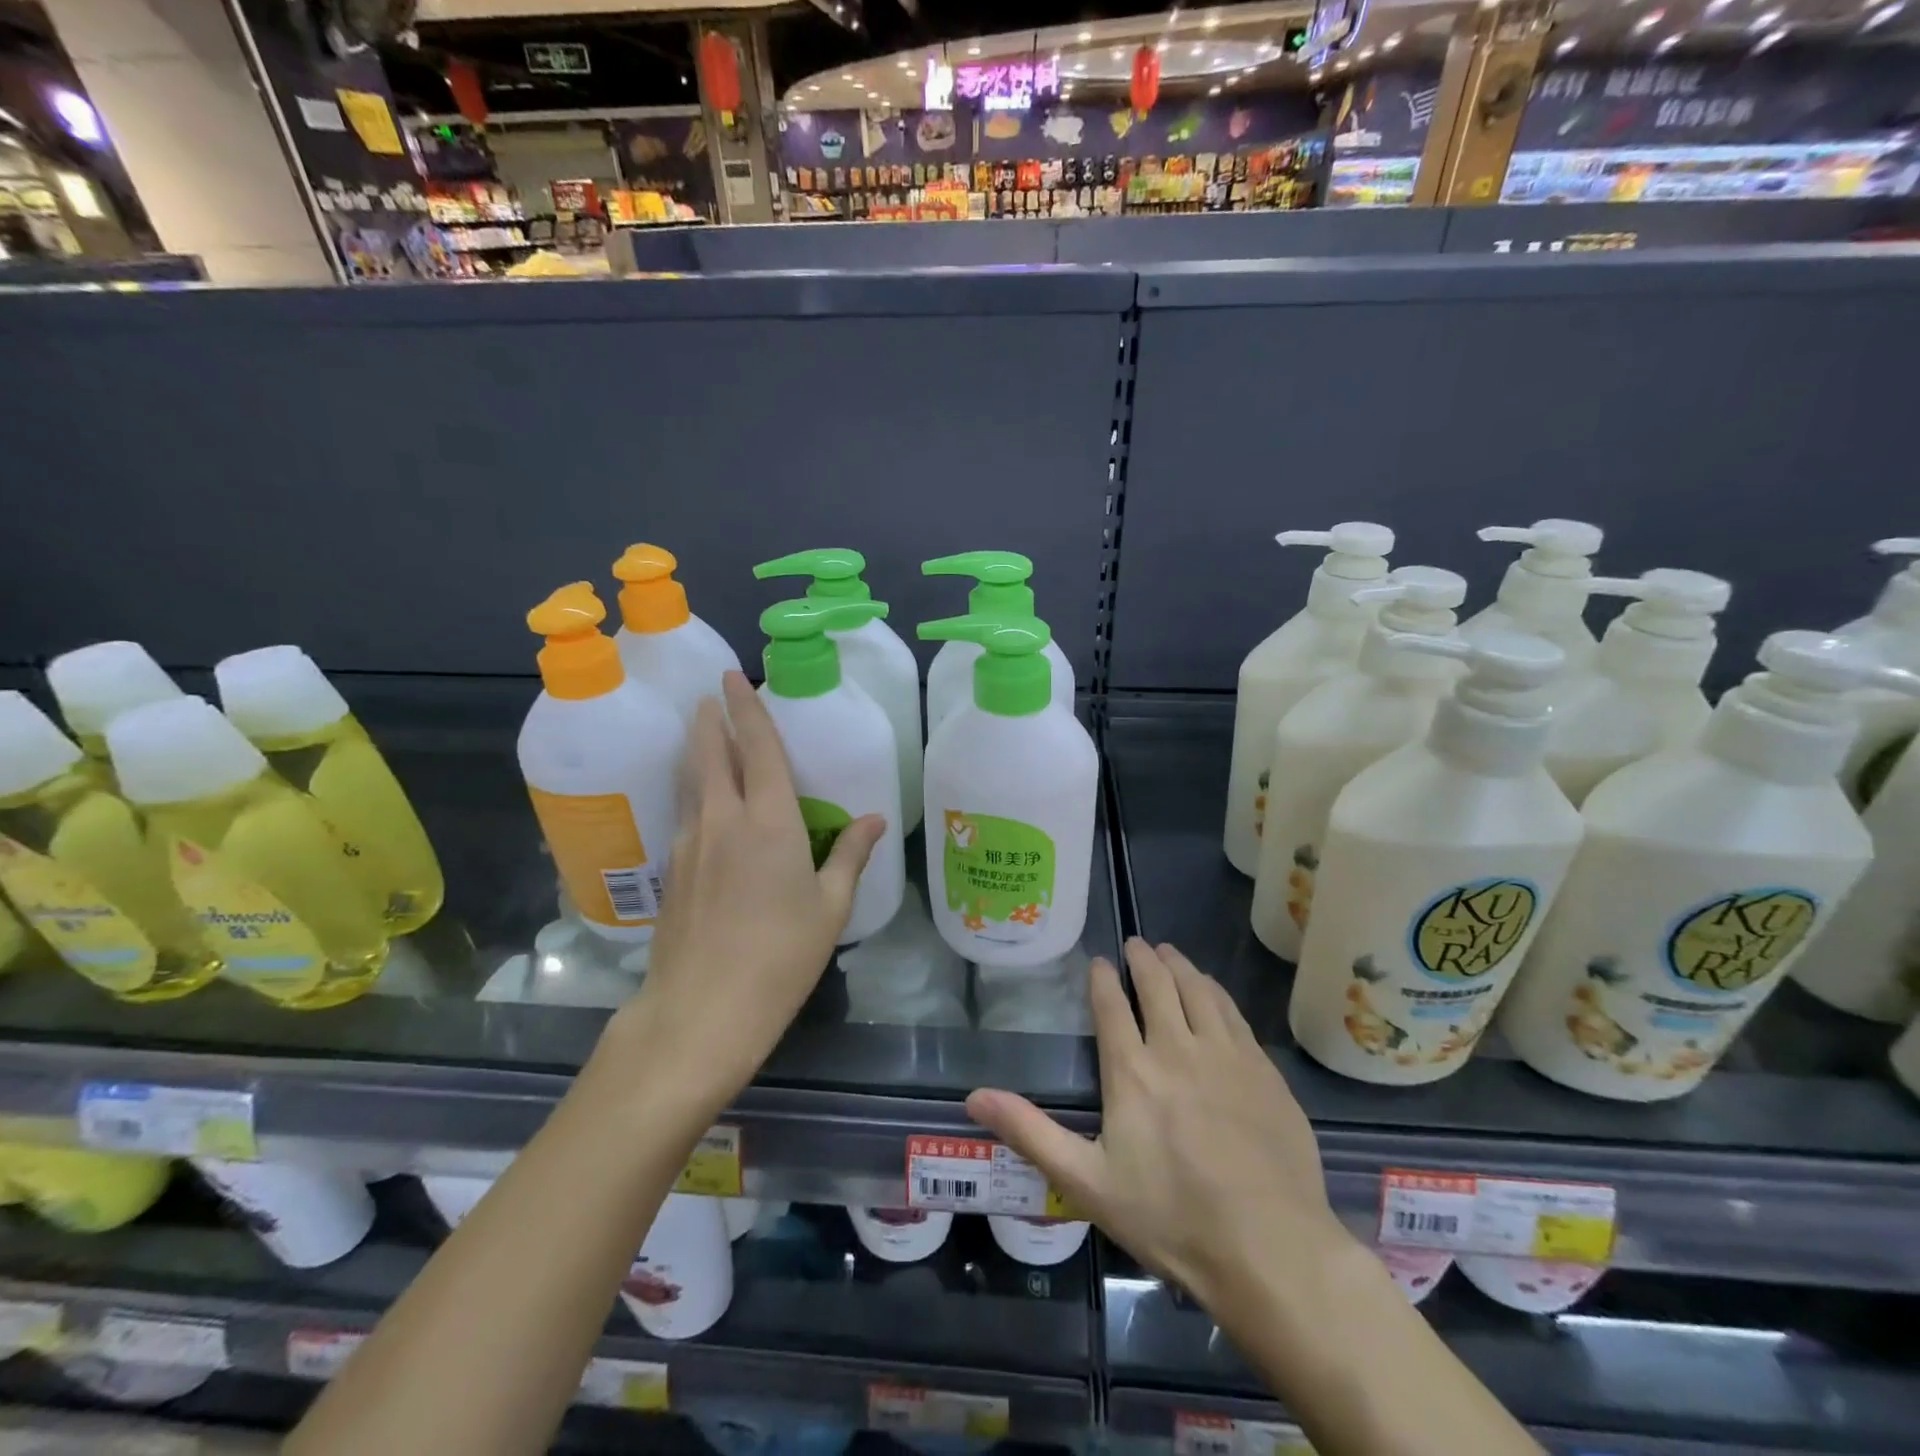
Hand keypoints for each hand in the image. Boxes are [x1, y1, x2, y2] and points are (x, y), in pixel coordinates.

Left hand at [613, 671, 884, 1106]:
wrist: (701, 1011)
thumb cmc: (780, 957)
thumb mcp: (829, 908)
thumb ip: (850, 856)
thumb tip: (874, 820)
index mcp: (769, 822)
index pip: (757, 748)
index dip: (747, 709)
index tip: (734, 678)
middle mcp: (723, 820)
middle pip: (710, 755)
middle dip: (710, 721)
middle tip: (710, 698)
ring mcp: (690, 844)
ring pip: (691, 781)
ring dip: (696, 751)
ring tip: (699, 734)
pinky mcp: (672, 870)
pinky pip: (684, 812)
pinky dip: (692, 790)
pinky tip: (699, 801)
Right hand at [967, 939, 1349, 1313]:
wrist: (1270, 1250)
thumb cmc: (1171, 1218)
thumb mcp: (1087, 1182)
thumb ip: (1030, 1133)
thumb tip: (973, 1096)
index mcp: (1132, 1071)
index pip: (1112, 1005)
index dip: (1102, 977)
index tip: (1099, 961)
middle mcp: (1177, 1047)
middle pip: (1158, 985)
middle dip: (1143, 959)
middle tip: (1136, 944)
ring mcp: (1225, 1055)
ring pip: (1198, 990)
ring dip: (1180, 965)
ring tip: (1169, 952)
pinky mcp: (1263, 1070)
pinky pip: (1234, 1013)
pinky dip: (1216, 991)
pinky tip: (1212, 990)